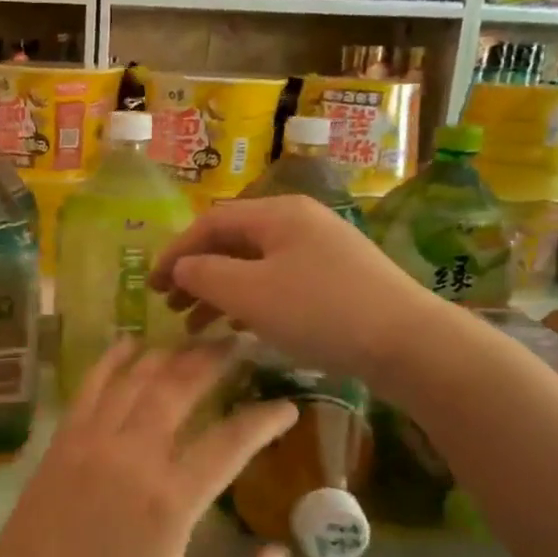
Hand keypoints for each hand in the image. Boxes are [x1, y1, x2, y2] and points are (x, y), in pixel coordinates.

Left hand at [0, 340, 298, 556]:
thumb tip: (281, 552)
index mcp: (170, 499)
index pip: (231, 442)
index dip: (265, 420)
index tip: (288, 406)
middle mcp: (133, 456)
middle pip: (181, 389)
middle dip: (215, 360)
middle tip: (240, 342)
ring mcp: (92, 443)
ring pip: (136, 380)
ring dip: (169, 354)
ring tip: (196, 339)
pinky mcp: (63, 442)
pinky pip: (89, 388)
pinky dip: (112, 360)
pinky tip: (130, 343)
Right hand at [149, 195, 428, 380]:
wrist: (407, 342)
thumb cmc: (320, 312)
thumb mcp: (251, 293)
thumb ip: (206, 275)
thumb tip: (181, 267)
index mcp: (277, 214)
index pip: (210, 223)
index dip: (175, 251)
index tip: (149, 285)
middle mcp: (299, 222)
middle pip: (232, 241)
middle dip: (196, 272)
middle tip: (169, 305)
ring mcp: (321, 250)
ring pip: (254, 264)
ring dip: (219, 291)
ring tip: (193, 324)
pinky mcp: (336, 279)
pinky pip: (278, 281)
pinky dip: (249, 301)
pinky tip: (237, 327)